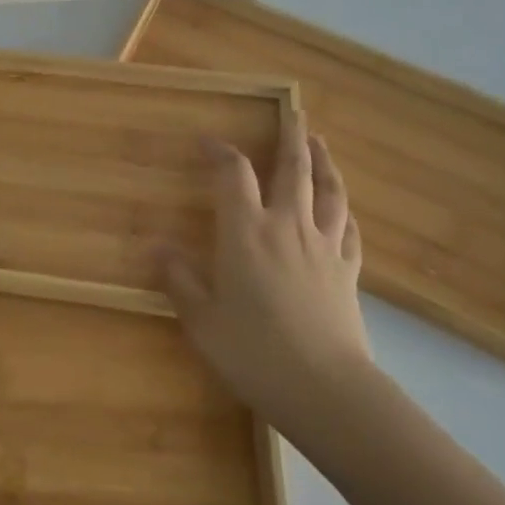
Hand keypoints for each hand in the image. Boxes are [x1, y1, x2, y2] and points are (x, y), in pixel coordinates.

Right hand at [158, 110, 371, 445]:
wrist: (328, 391)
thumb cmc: (255, 352)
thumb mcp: (202, 320)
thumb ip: (179, 279)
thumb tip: (156, 246)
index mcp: (246, 231)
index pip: (232, 173)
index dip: (220, 150)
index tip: (207, 141)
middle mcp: (287, 226)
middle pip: (293, 169)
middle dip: (291, 136)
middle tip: (294, 113)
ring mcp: (323, 247)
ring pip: (328, 191)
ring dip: (324, 162)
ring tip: (319, 143)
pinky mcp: (347, 271)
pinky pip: (348, 228)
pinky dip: (343, 209)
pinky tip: (341, 207)